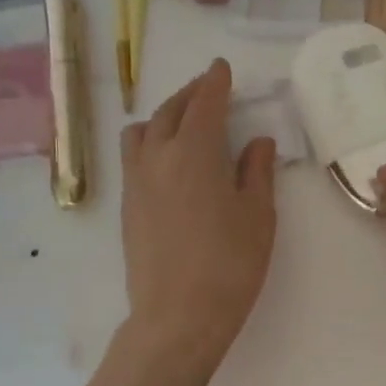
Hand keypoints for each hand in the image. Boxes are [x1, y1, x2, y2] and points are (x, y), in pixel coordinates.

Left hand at [120, 59, 276, 372]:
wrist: (178, 317)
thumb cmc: (230, 265)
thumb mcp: (258, 216)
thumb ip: (257, 172)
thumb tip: (257, 142)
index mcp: (195, 152)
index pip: (205, 103)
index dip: (215, 82)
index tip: (222, 69)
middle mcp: (158, 157)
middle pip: (170, 111)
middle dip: (190, 94)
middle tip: (209, 89)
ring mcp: (136, 183)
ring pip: (142, 131)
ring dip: (163, 116)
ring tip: (183, 123)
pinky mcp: (127, 207)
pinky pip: (134, 157)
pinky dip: (150, 142)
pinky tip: (168, 161)